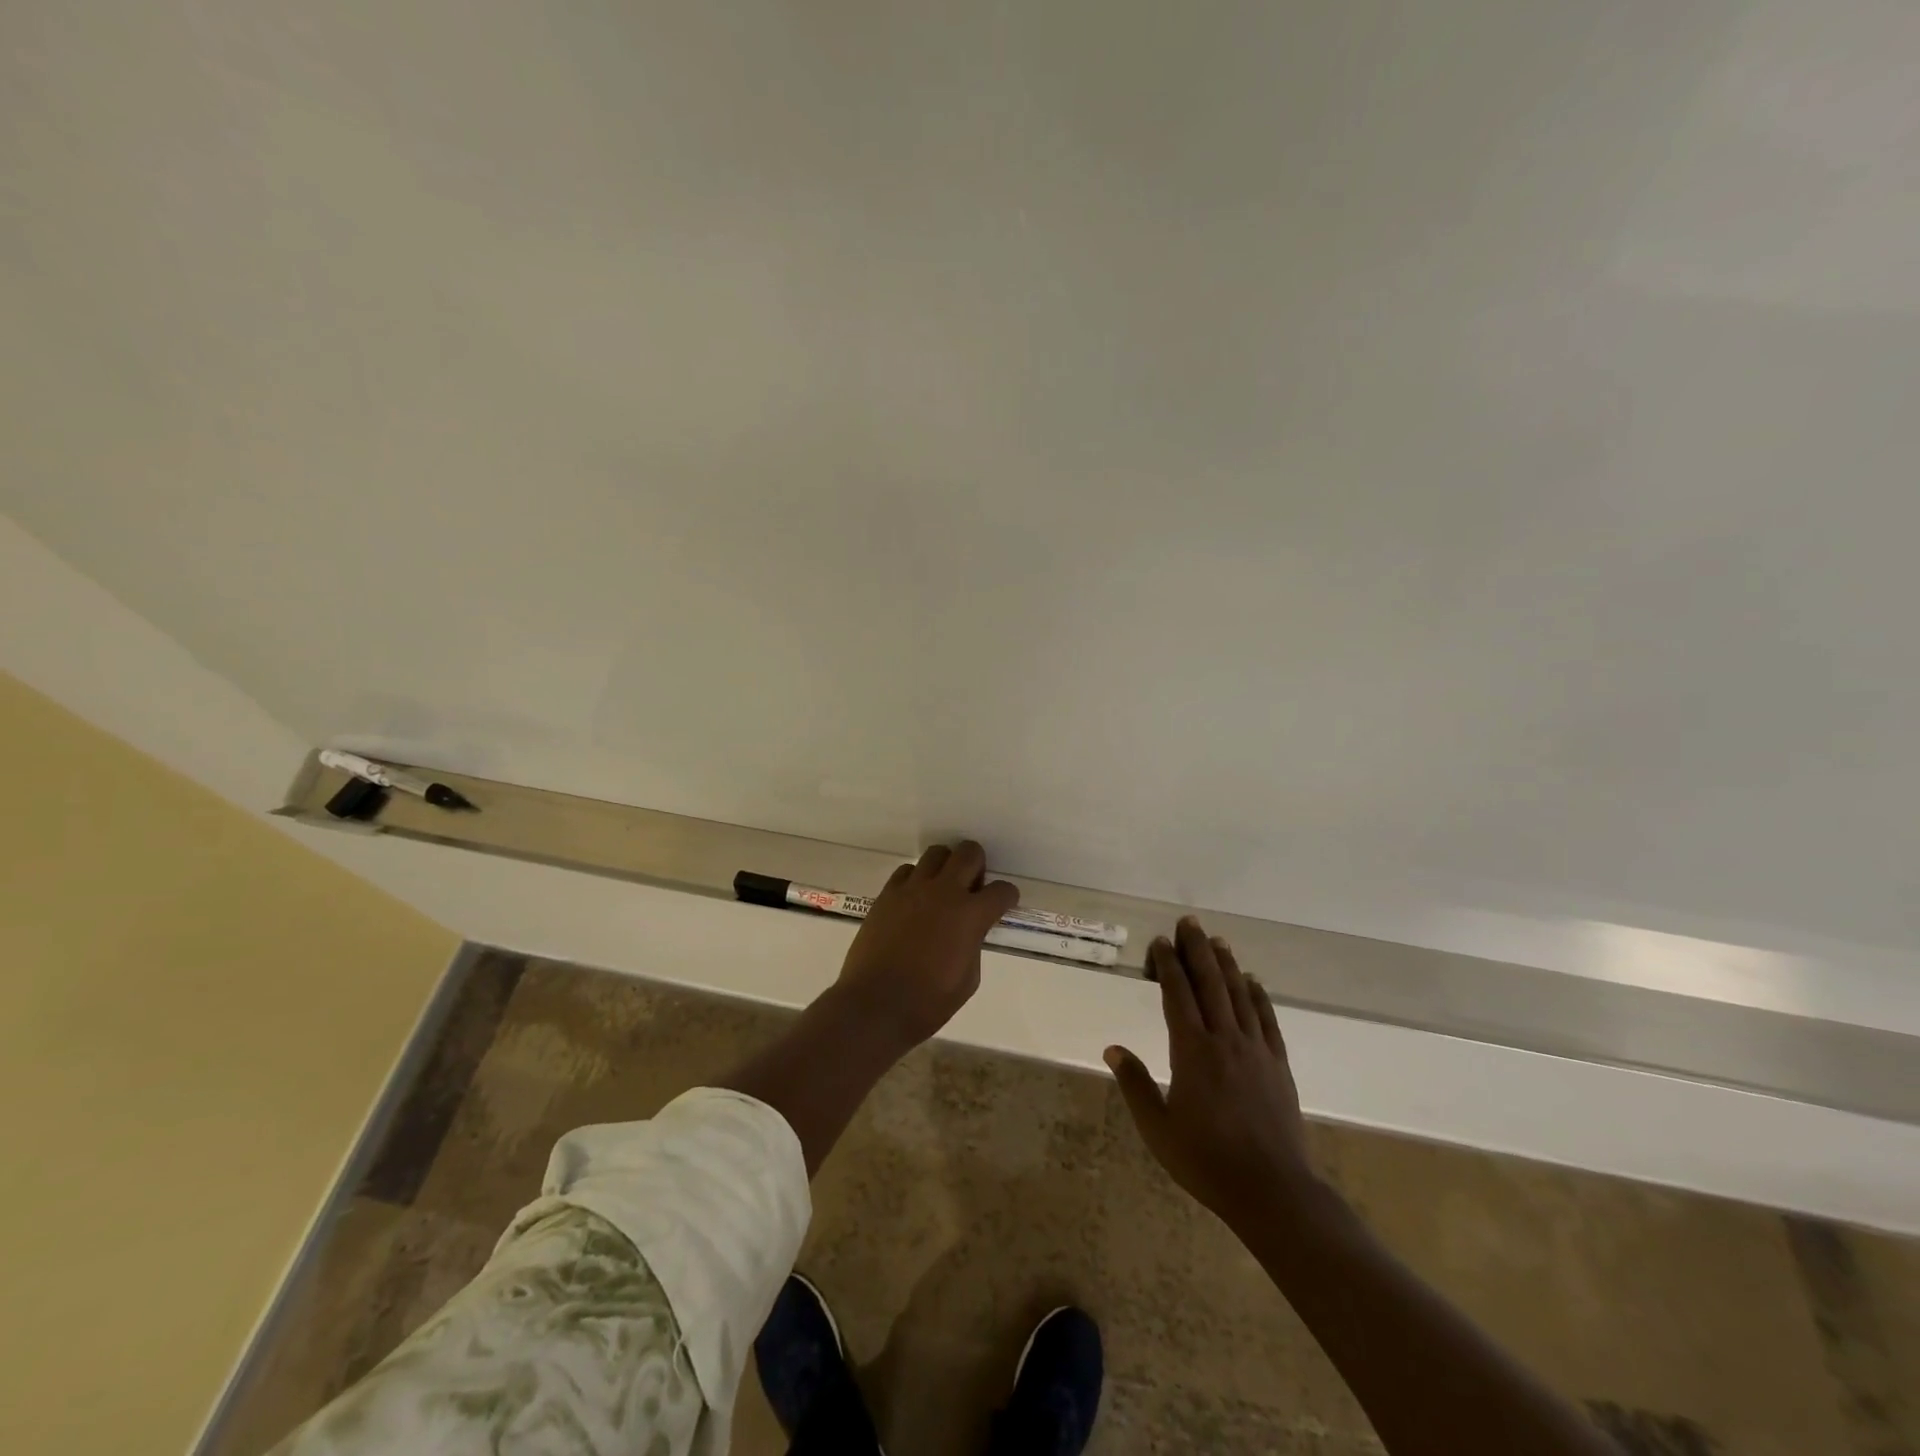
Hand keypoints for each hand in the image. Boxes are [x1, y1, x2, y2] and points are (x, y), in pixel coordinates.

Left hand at [832, 841, 1019, 1051]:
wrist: (875, 1005)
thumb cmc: (928, 1003)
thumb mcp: (968, 979)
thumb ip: (974, 945)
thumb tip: (969, 930)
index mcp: (971, 915)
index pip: (1002, 890)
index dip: (1007, 896)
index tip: (1003, 904)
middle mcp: (944, 892)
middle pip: (969, 853)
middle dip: (978, 865)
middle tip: (972, 887)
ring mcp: (913, 889)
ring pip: (937, 853)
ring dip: (946, 866)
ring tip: (942, 889)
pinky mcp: (888, 893)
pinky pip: (907, 870)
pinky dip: (916, 879)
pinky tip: (914, 900)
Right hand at [1106, 917, 1317, 1229]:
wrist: (1272, 1190)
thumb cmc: (1206, 1160)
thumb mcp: (1157, 1128)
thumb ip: (1134, 1084)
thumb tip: (1112, 1048)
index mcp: (1192, 1051)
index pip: (1177, 994)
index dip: (1168, 964)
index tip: (1161, 942)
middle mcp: (1225, 1040)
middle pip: (1210, 983)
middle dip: (1197, 950)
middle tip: (1189, 922)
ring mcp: (1256, 1050)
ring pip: (1239, 995)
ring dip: (1227, 965)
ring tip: (1218, 941)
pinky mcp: (1278, 1065)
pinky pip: (1267, 1020)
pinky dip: (1258, 996)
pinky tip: (1253, 981)